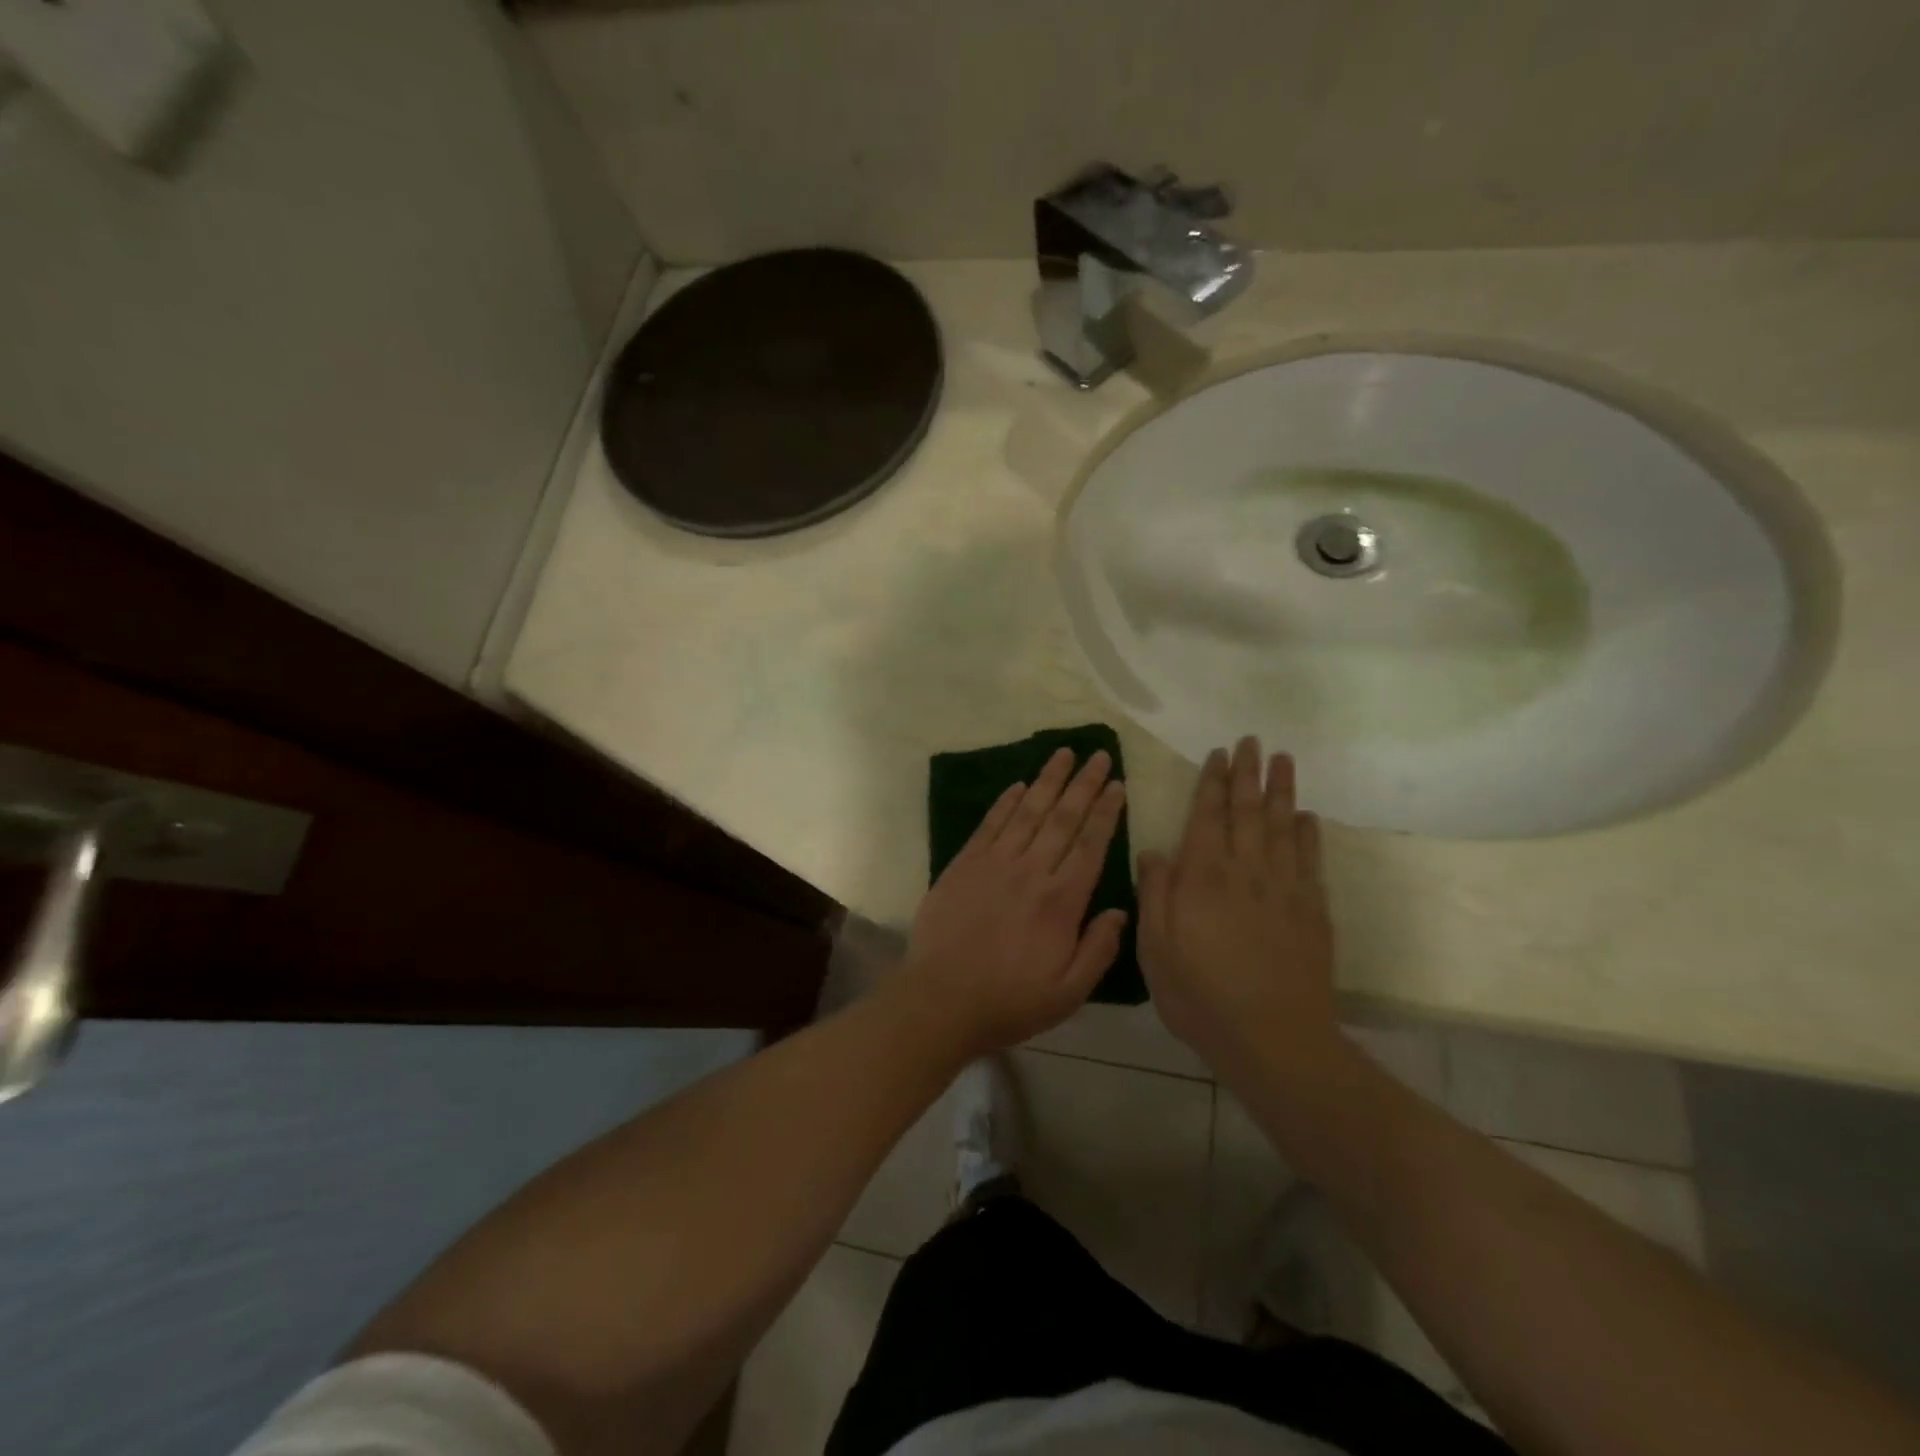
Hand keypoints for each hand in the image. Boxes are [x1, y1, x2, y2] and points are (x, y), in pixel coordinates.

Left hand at [899, 748, 1128, 1058]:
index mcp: (1062, 901)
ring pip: (1028, 812)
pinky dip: (1005, 802)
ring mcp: (994, 863)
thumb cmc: (1010, 1001)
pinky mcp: (964, 864)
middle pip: (1063, 818)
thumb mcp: (1069, 992)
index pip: (1091, 844)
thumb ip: (1099, 948)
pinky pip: (990, 825)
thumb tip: (1120, 910)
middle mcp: (1031, 871)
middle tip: (1099, 755)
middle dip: (1084, 784)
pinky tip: (1019, 784)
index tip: (1118, 785)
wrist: (941, 999)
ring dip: (1048, 781)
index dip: (1107, 812)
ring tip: (1064, 754)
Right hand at [1137, 737, 1336, 1068]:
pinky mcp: (1312, 911)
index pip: (1207, 816)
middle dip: (1248, 774)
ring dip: (1281, 791)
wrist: (1273, 1038)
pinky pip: (1310, 861)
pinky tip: (1306, 817)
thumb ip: (1154, 894)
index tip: (1220, 754)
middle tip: (1253, 741)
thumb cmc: (1201, 995)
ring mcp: (1284, 889)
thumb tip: (1154, 851)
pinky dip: (1308, 835)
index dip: (1213, 783)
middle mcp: (1245, 871)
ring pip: (1281, 827)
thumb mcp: (1155, 949)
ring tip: (1283, 760)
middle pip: (1247, 811)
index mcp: (1203, 877)